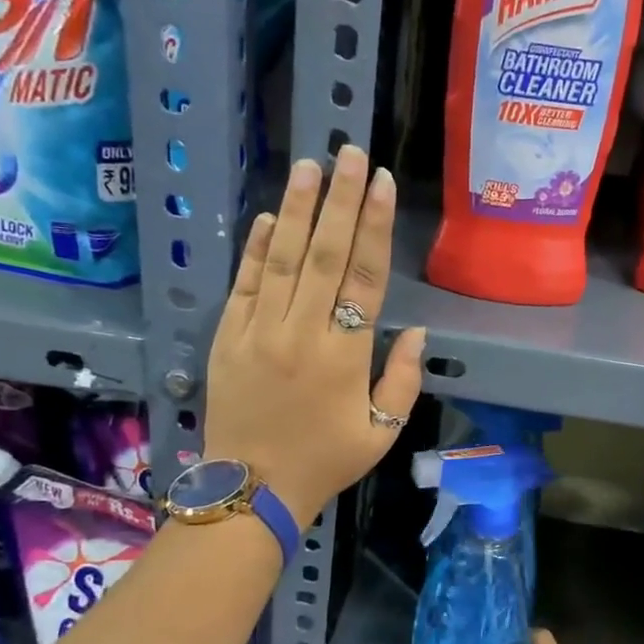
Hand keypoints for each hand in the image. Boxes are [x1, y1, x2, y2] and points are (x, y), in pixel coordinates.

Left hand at [203, 148, 425, 523]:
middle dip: (341, 201)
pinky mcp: (228, 338)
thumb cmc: (325, 461)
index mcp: (344, 355)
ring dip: (298, 210)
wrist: (253, 489)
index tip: (382, 184)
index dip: (375, 227)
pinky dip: (256, 249)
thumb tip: (415, 332)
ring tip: (310, 166)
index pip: (365, 277)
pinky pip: (245, 285)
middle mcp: (302, 332)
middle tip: (351, 153)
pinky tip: (271, 217)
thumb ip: (402, 380)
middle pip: (325, 255)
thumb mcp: (382, 432)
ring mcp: (260, 332)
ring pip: (282, 259)